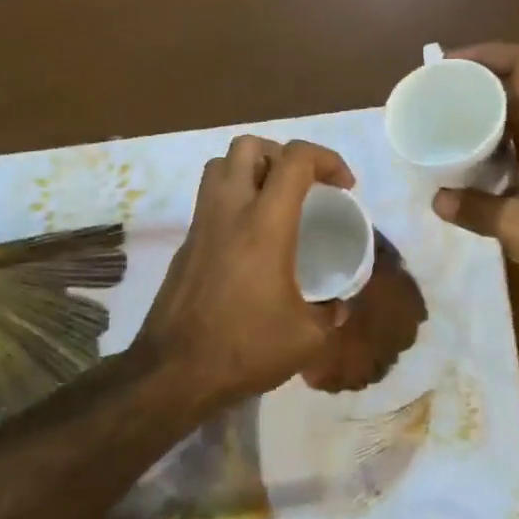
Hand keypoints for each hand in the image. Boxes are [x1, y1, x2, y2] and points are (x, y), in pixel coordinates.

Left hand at [137, 137, 353, 407]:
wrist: (174, 372)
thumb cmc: (245, 348)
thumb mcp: (307, 338)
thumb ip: (331, 314)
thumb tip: (338, 306)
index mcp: (265, 224)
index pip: (295, 160)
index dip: (327, 159)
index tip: (344, 187)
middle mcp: (229, 211)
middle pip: (249, 146)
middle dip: (283, 154)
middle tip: (304, 186)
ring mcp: (201, 224)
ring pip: (220, 165)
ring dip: (252, 169)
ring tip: (275, 201)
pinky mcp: (185, 243)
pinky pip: (209, 198)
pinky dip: (233, 199)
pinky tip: (250, 238)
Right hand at [432, 43, 518, 328]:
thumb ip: (475, 210)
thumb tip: (436, 199)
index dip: (488, 53)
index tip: (449, 65)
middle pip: (517, 90)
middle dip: (475, 88)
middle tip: (436, 100)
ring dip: (484, 122)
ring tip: (444, 132)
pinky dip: (496, 153)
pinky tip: (470, 173)